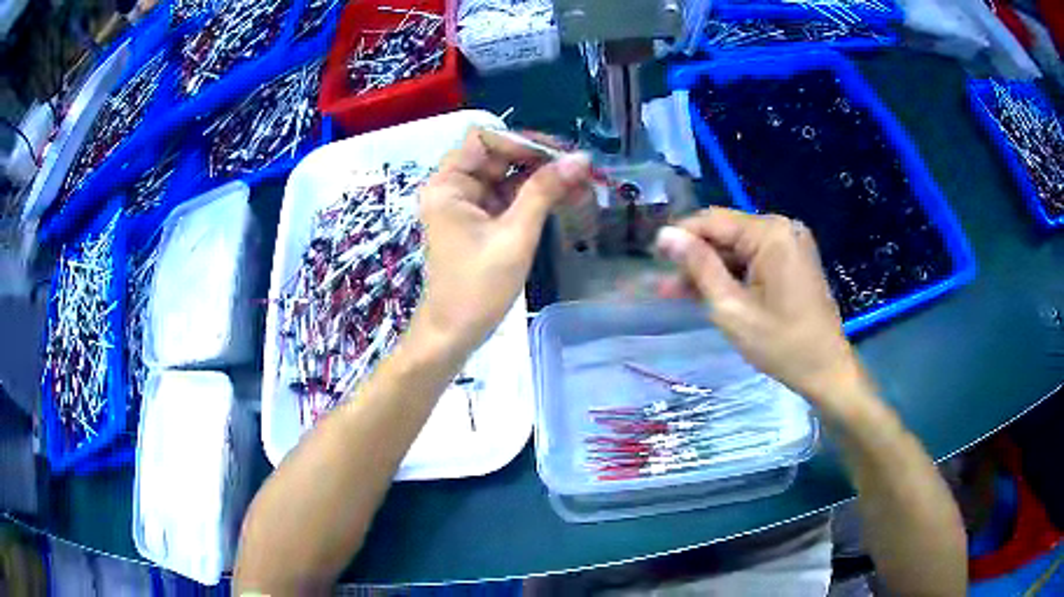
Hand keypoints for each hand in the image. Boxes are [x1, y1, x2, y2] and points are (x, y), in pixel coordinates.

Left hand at [411, 127, 591, 352]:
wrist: (454, 334)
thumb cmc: (478, 287)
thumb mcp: (515, 235)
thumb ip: (545, 191)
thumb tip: (581, 158)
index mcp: (448, 184)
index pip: (484, 139)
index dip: (521, 141)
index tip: (559, 155)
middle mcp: (454, 188)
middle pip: (498, 156)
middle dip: (539, 159)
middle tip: (579, 168)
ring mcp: (467, 205)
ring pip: (508, 177)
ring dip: (543, 178)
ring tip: (583, 184)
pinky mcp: (481, 222)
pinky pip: (509, 198)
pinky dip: (535, 197)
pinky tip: (567, 198)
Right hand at [655, 208, 868, 409]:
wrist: (826, 370)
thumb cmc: (781, 344)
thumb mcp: (732, 308)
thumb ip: (699, 267)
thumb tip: (665, 235)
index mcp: (771, 233)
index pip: (713, 221)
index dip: (680, 237)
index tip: (653, 259)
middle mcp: (783, 228)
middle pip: (726, 235)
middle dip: (694, 259)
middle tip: (662, 286)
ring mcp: (790, 244)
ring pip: (738, 250)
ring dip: (710, 271)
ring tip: (675, 294)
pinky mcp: (793, 261)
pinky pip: (754, 260)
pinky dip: (733, 276)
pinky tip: (709, 293)